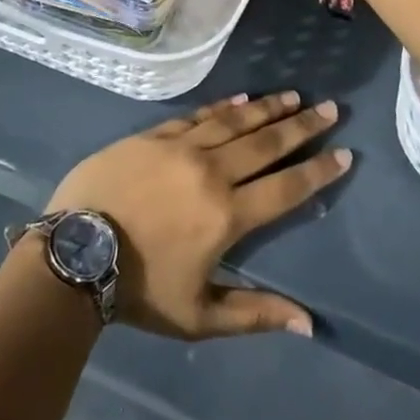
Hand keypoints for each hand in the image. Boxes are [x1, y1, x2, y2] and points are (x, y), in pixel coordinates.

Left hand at [44, 92, 351, 338]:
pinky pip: (198, 115)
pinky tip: (241, 98)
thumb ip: (255, 313)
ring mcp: (182, 148)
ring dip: (267, 108)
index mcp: (228, 215)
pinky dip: (223, 107)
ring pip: (235, 122)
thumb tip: (310, 323)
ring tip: (293, 96)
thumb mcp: (199, 316)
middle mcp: (212, 172)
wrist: (75, 252)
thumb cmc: (139, 289)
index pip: (286, 188)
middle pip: (266, 143)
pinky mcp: (154, 135)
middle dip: (302, 126)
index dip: (318, 171)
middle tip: (329, 108)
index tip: (343, 153)